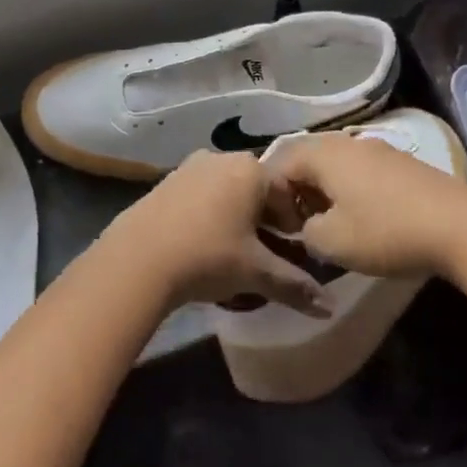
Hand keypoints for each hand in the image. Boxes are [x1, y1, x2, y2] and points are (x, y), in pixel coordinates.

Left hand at [102, 151, 326, 315]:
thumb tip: (329, 307)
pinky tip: (202, 242)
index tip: (293, 248)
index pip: (286, 192)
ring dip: (236, 214)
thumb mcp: (256, 272)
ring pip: (226, 189)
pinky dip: (209, 212)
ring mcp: (188, 167)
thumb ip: (294, 285)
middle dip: (265, 217)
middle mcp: (220, 158)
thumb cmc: (208, 257)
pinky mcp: (164, 182)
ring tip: (234, 248)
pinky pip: (199, 194)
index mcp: (250, 170)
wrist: (137, 260)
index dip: (293, 222)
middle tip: (266, 250)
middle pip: (256, 187)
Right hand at [263, 131, 466, 279]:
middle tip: (302, 228)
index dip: (271, 199)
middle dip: (297, 195)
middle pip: (307, 162)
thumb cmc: (386, 231)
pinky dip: (352, 193)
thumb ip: (304, 232)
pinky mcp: (403, 165)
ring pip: (336, 167)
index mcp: (323, 154)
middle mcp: (348, 142)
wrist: (461, 226)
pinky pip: (361, 173)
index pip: (277, 166)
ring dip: (326, 195)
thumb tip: (307, 227)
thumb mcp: (331, 242)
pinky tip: (366, 220)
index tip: (284, 232)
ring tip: (334, 227)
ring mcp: (379, 150)